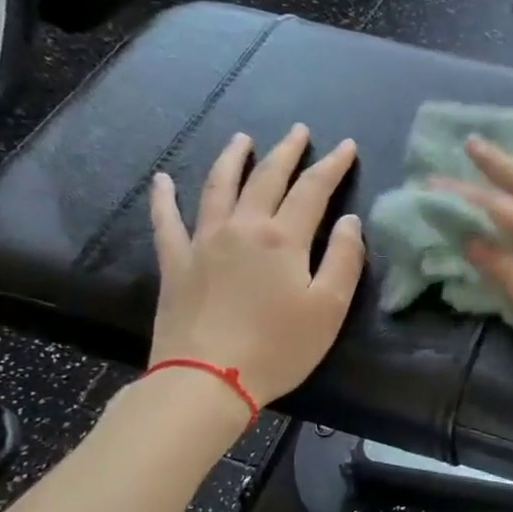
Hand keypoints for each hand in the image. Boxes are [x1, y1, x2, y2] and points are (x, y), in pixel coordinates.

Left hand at [148, 126, 364, 410]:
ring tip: (242, 140)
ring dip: (233, 160)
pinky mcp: (176, 263)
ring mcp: (203, 242)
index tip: (346, 147)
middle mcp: (242, 227)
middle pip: (267, 179)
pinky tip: (162, 180)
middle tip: (299, 132)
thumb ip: (345, 260)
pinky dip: (164, 197)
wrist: (208, 379)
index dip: (332, 166)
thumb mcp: (329, 308)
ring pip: (219, 187)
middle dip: (287, 152)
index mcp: (283, 238)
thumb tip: (350, 221)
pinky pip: (166, 221)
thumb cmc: (278, 347)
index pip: (313, 190)